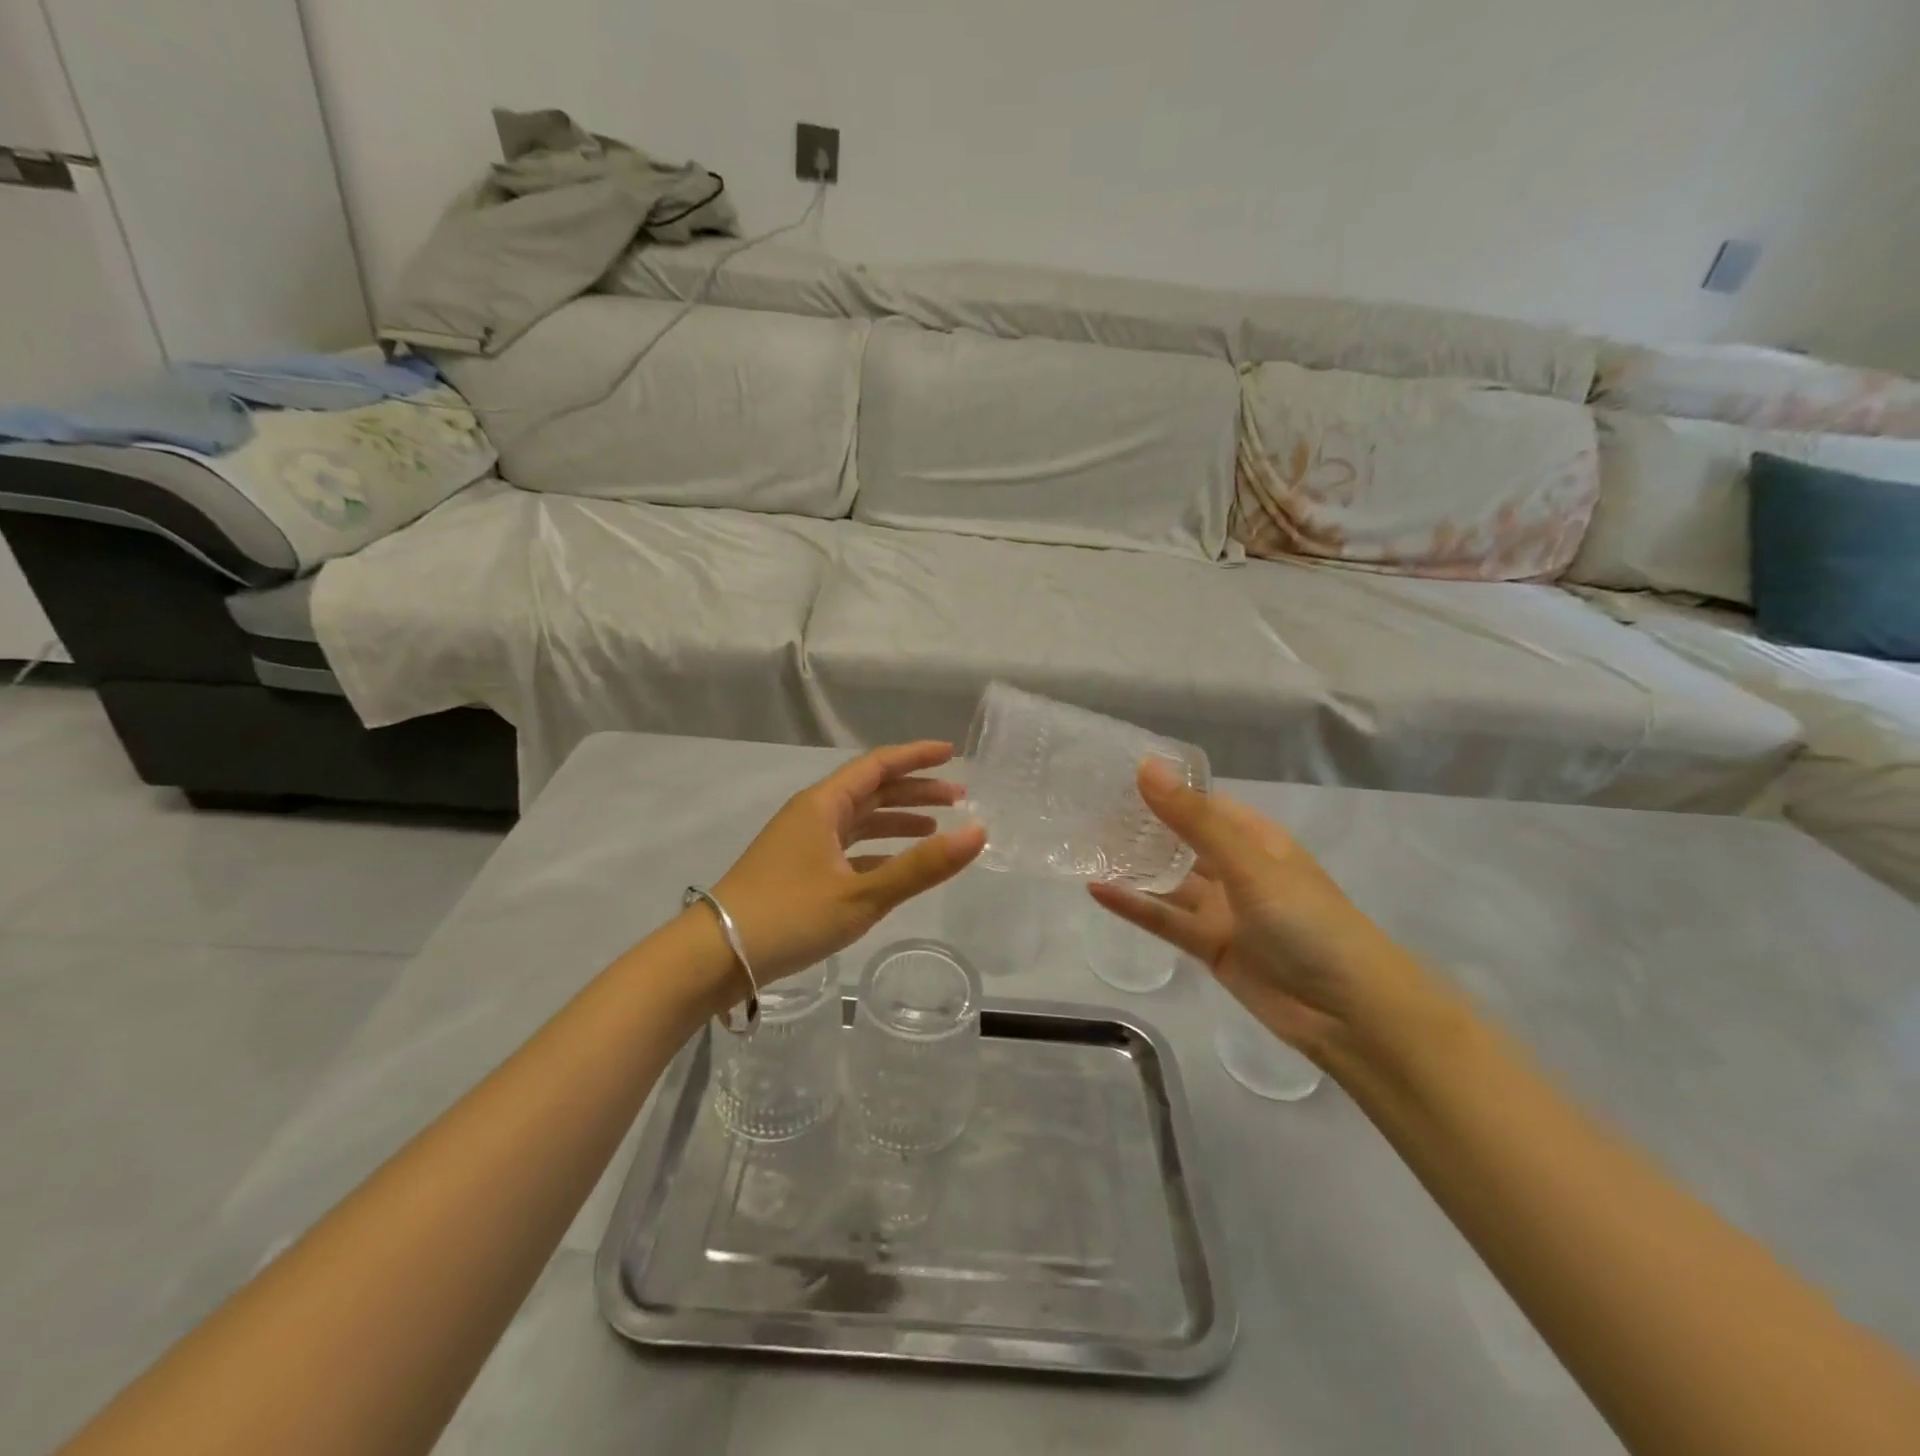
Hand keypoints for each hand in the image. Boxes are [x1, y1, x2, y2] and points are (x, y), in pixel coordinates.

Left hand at [709, 742, 986, 988]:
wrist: (713, 957)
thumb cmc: (788, 916)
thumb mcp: (862, 895)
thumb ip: (921, 867)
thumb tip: (978, 833)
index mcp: (823, 805)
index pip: (878, 765)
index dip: (916, 756)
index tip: (952, 753)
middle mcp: (813, 814)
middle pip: (871, 790)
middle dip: (915, 790)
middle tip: (958, 797)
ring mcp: (802, 843)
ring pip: (859, 820)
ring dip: (897, 820)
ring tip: (936, 828)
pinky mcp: (797, 870)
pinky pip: (847, 848)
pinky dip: (876, 850)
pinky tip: (897, 866)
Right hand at [1090, 760, 1430, 1063]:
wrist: (1349, 1012)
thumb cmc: (1308, 921)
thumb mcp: (1248, 863)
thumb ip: (1193, 819)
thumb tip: (1145, 767)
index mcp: (1256, 839)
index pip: (1202, 803)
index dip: (1163, 789)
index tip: (1113, 774)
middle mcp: (1237, 869)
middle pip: (1182, 841)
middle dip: (1142, 827)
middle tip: (1086, 809)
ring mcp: (1223, 910)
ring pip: (1170, 882)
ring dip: (1135, 867)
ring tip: (1085, 846)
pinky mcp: (1210, 946)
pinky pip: (1167, 920)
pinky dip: (1136, 906)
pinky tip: (1097, 890)